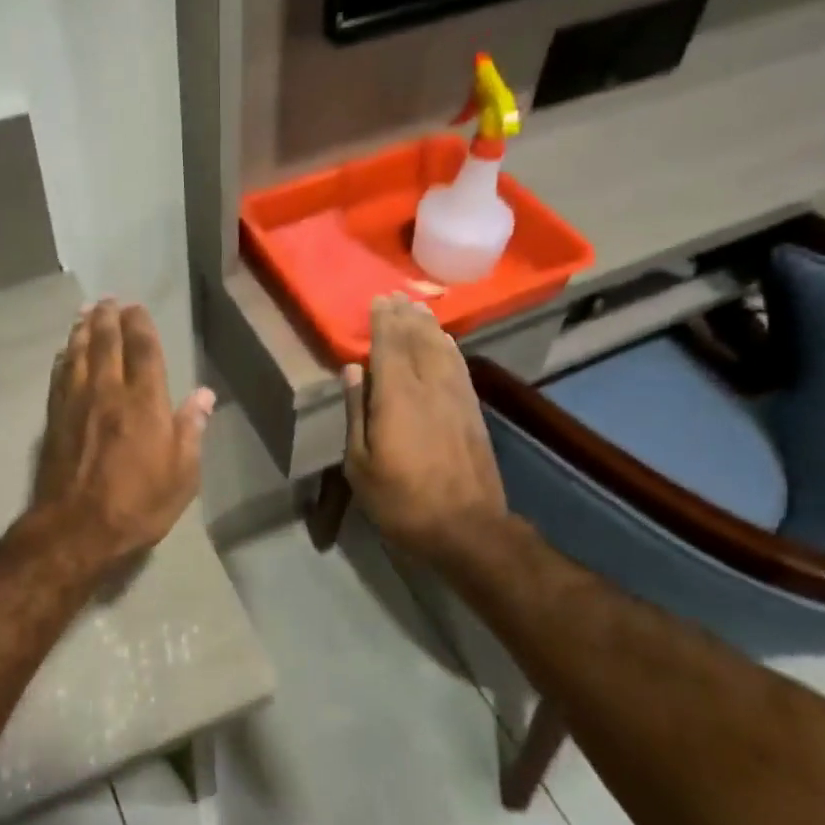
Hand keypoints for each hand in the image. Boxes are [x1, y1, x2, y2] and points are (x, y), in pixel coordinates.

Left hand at [32, 300, 214, 565]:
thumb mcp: (182, 476)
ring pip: (77, 353)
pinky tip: (65, 351)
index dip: (140, 325)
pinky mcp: (54, 418)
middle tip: (108, 300)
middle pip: (105, 342)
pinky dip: (64, 356)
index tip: (136, 308)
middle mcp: (108, 391)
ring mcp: (76, 403)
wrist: (76, 529)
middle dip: (107, 317)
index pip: (143, 350)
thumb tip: (204, 396)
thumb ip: (191, 430)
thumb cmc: (138, 505)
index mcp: (144, 402)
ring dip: (82, 329)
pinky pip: (59, 375)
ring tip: (86, 313)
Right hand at [343, 294, 509, 564]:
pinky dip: (450, 349)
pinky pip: (460, 368)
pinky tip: (446, 342)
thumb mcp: (359, 464)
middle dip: (405, 317)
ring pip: (441, 350)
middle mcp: (429, 387)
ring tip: (418, 308)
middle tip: (396, 295)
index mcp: (396, 397)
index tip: (378, 300)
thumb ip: (355, 412)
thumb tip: (352, 371)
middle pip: (417, 342)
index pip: (388, 347)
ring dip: (428, 327)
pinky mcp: (473, 412)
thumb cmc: (400, 500)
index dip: (383, 322)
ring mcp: (456, 398)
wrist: (466, 528)